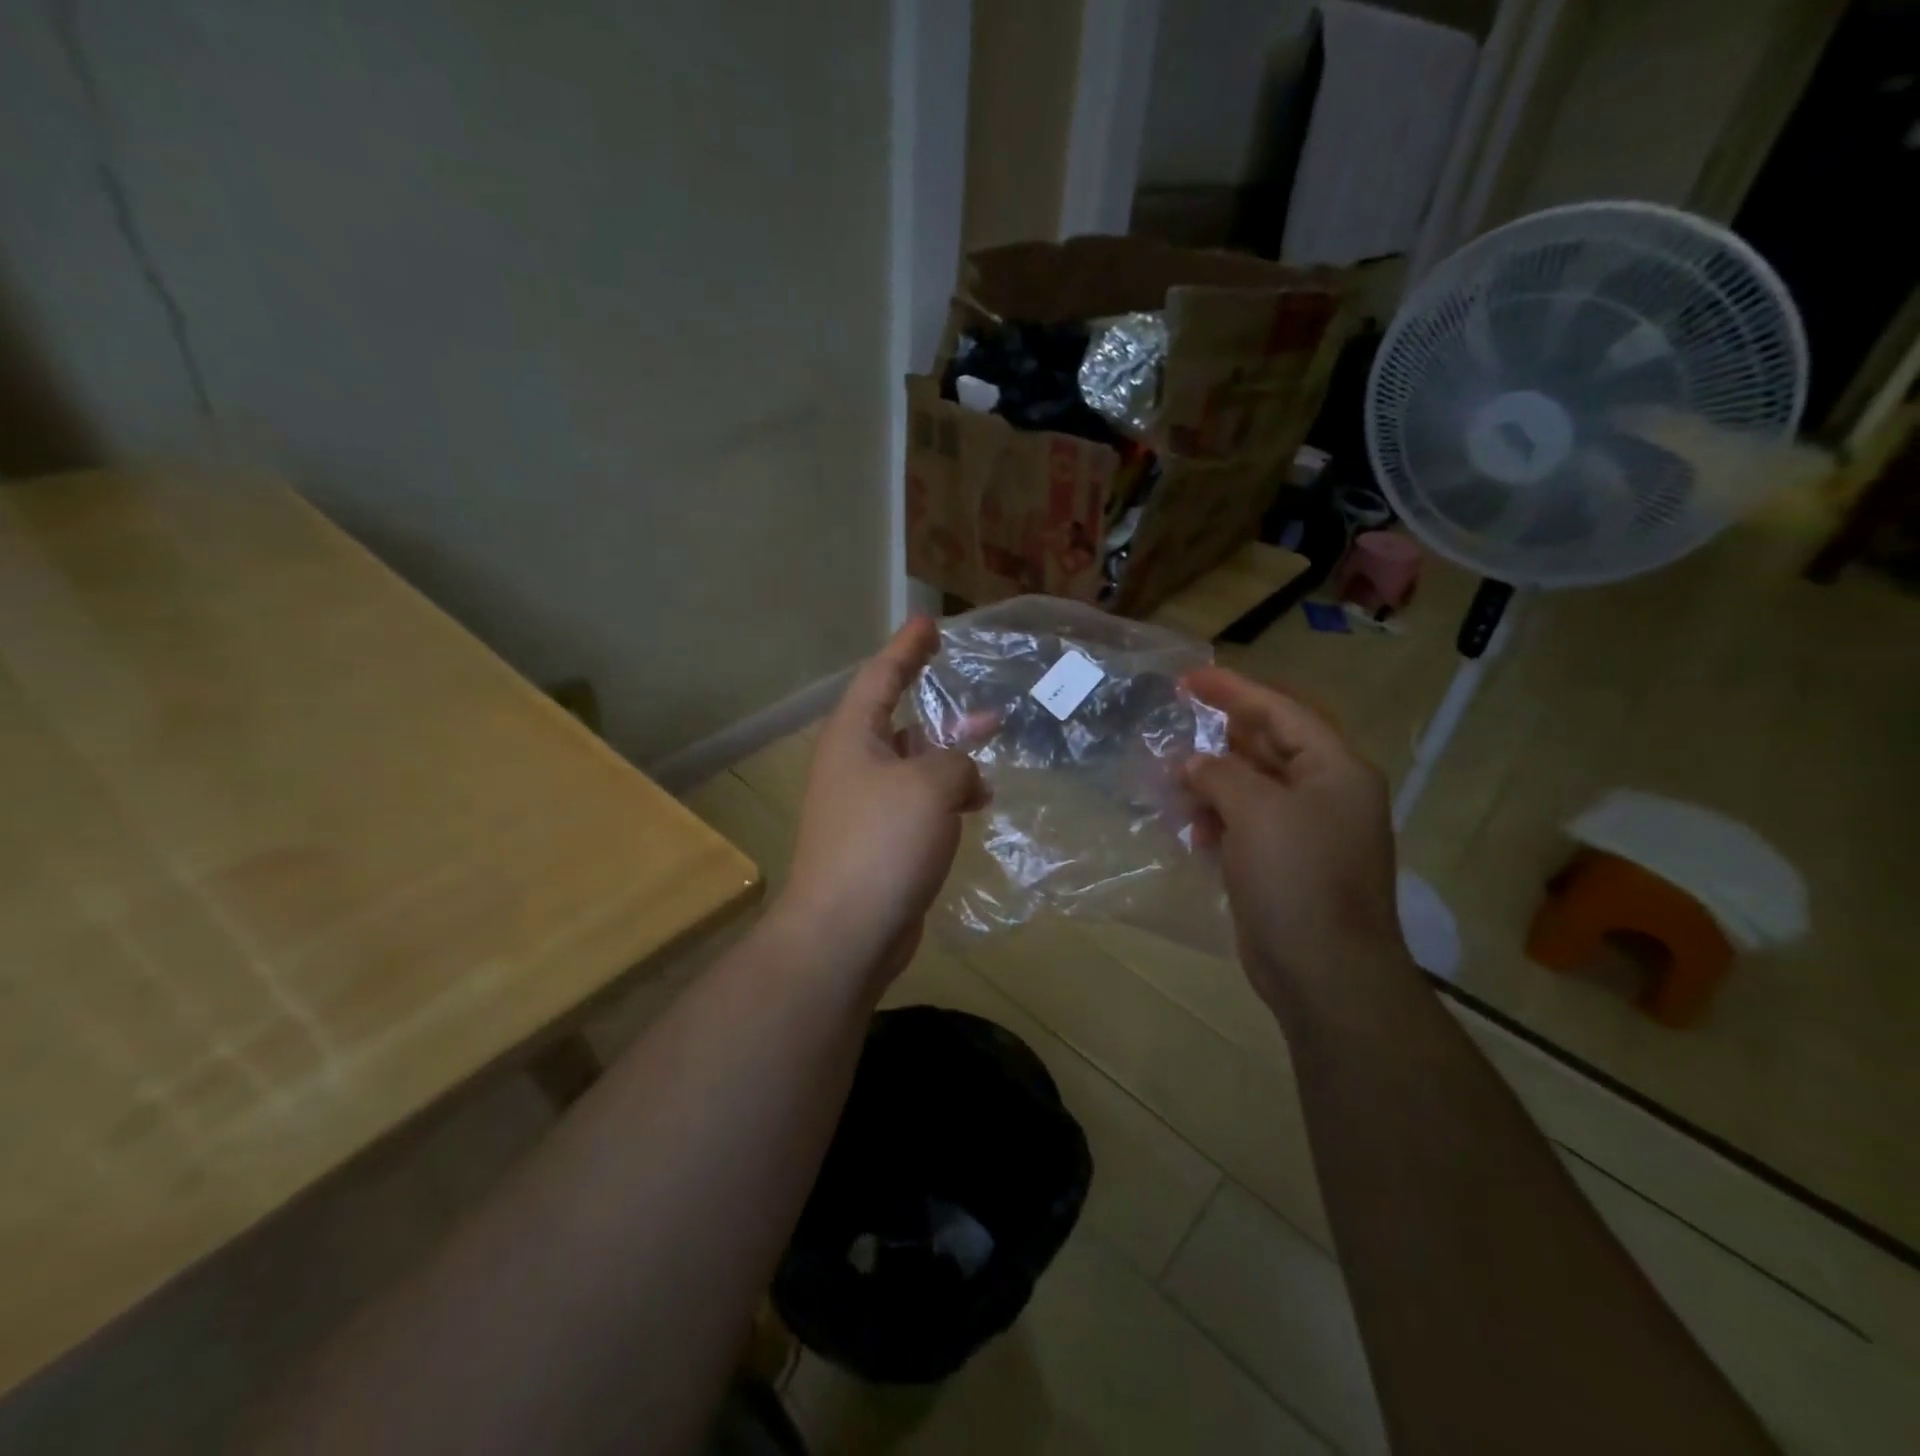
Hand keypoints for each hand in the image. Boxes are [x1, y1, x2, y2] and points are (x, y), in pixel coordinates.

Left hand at [774, 618, 985, 989]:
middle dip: (941, 709)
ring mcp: (864, 805)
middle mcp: (853, 764)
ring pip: (914, 764)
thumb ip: (955, 762)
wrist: (846, 930)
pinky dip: (946, 796)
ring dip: (950, 757)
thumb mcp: (930, 785)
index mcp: (853, 737)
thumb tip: (962, 776)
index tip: (928, 623)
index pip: (880, 676)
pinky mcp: (879, 841)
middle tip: (982, 701)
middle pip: (900, 720)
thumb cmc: (882, 843)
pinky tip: (977, 804)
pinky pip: (918, 802)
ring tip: (991, 752)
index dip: (906, 648)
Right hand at [1181, 667, 1414, 1022]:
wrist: (1324, 971)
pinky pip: (1246, 825)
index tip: (1189, 679)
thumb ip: (1220, 774)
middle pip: (1267, 748)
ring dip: (1211, 783)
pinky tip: (1189, 827)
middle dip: (1219, 739)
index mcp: (1334, 770)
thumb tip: (1193, 764)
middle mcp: (1325, 794)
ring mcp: (1307, 832)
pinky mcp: (1285, 865)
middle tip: (1173, 726)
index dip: (1234, 691)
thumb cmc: (1296, 878)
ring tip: (1169, 782)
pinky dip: (1217, 820)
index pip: (1280, 712)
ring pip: (1251, 789)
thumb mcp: (1255, 811)